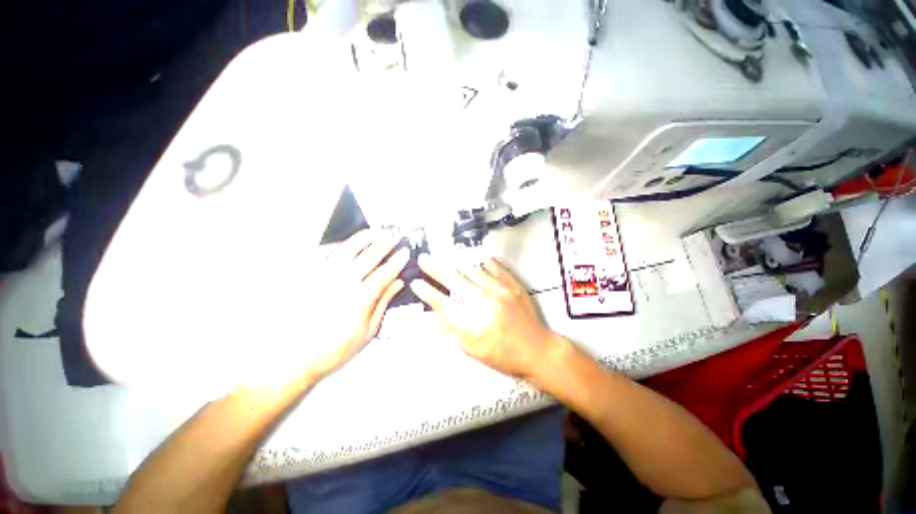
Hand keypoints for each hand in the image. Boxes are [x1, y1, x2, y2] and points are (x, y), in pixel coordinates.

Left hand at [298, 230, 408, 380]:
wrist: (292, 359)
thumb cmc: (335, 348)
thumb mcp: (367, 332)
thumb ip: (383, 303)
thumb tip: (397, 283)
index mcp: (360, 299)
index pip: (384, 273)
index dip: (397, 261)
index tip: (405, 252)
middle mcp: (342, 283)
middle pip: (368, 256)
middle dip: (384, 243)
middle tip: (393, 236)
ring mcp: (321, 277)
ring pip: (346, 249)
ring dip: (363, 238)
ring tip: (374, 232)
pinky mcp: (304, 276)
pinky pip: (321, 253)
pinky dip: (336, 245)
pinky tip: (344, 244)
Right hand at [409, 255, 555, 378]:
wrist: (537, 349)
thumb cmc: (503, 354)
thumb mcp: (474, 349)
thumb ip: (454, 331)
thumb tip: (436, 316)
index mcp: (473, 323)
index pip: (443, 304)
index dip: (427, 293)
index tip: (416, 283)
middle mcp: (485, 303)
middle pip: (454, 281)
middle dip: (436, 269)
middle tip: (424, 259)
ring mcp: (500, 290)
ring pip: (472, 269)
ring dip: (456, 262)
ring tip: (445, 255)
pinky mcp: (513, 285)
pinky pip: (495, 266)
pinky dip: (483, 261)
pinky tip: (476, 259)